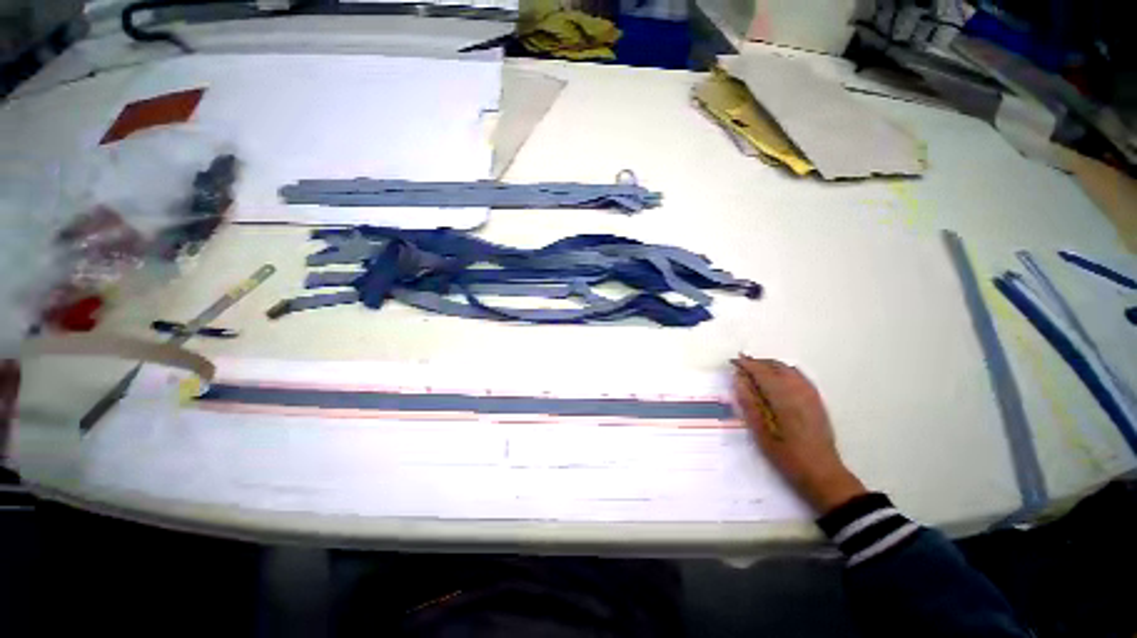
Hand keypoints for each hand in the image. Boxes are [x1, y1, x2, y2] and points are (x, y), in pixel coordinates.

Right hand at [732, 356, 865, 513]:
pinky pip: (798, 376)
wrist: (822, 473)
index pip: (761, 371)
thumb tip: (738, 378)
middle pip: (775, 366)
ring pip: (788, 369)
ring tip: (755, 372)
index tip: (732, 361)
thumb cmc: (786, 455)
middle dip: (757, 363)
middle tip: (741, 366)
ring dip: (770, 366)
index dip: (746, 364)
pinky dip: (783, 371)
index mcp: (783, 396)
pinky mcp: (816, 400)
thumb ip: (749, 402)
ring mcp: (810, 394)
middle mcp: (798, 390)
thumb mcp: (760, 431)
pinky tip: (776, 381)